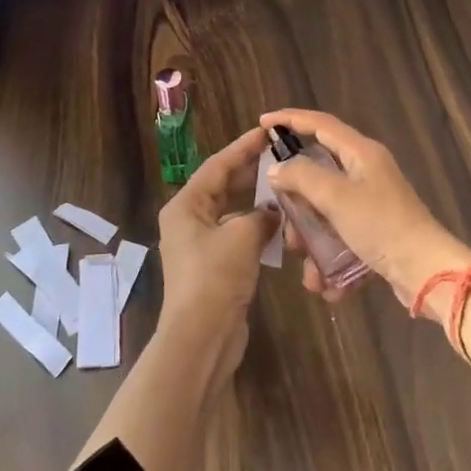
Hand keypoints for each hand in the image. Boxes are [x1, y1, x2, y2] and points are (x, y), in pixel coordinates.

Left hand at [155, 127, 277, 375]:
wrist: (201, 338)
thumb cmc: (215, 277)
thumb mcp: (242, 236)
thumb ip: (261, 215)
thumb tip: (273, 213)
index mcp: (185, 206)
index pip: (217, 166)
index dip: (243, 147)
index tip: (267, 132)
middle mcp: (188, 220)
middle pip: (223, 186)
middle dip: (251, 171)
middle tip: (281, 155)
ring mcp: (200, 245)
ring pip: (232, 211)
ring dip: (256, 200)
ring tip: (285, 185)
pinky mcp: (214, 266)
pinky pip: (237, 235)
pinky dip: (256, 226)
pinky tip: (280, 223)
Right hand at [259, 108, 470, 316]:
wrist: (426, 272)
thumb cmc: (381, 225)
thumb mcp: (335, 197)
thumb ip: (302, 176)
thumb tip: (278, 169)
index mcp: (361, 152)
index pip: (320, 124)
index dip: (290, 119)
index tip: (263, 122)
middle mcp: (367, 172)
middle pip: (319, 172)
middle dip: (296, 199)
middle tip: (279, 215)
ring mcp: (372, 203)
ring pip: (326, 211)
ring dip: (310, 237)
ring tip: (305, 263)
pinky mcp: (376, 231)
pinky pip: (341, 238)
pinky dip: (330, 258)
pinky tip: (325, 284)